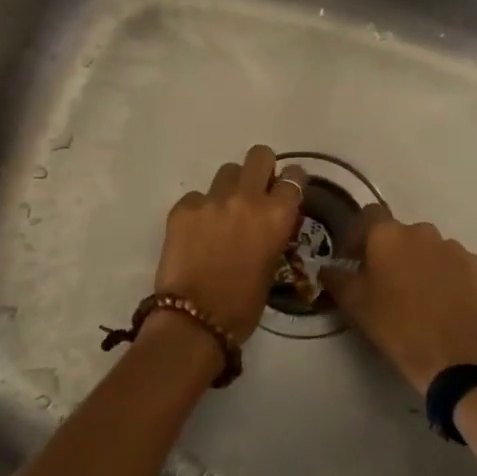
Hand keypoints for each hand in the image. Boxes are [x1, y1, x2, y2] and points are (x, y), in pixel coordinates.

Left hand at [155, 145, 308, 341]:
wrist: (195, 320)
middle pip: (259, 155)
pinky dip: (200, 209)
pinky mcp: (183, 207)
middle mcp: (247, 198)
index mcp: (277, 215)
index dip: (290, 181)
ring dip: (230, 186)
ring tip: (223, 211)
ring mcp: (212, 199)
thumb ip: (272, 233)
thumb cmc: (243, 304)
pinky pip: (197, 196)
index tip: (285, 189)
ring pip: (227, 171)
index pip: (293, 177)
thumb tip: (267, 222)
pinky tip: (197, 232)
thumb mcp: (272, 265)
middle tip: (255, 189)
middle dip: (260, 168)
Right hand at [322, 204, 476, 392]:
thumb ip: (335, 278)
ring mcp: (454, 247)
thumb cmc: (395, 326)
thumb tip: (327, 267)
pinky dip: (448, 275)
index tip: (353, 258)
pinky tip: (444, 301)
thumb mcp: (353, 304)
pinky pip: (456, 264)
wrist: (453, 358)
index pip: (368, 215)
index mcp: (387, 234)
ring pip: (430, 247)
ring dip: (420, 261)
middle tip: (386, 280)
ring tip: (418, 293)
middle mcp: (422, 231)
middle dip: (391, 250)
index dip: (359, 234)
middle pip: (401, 233)